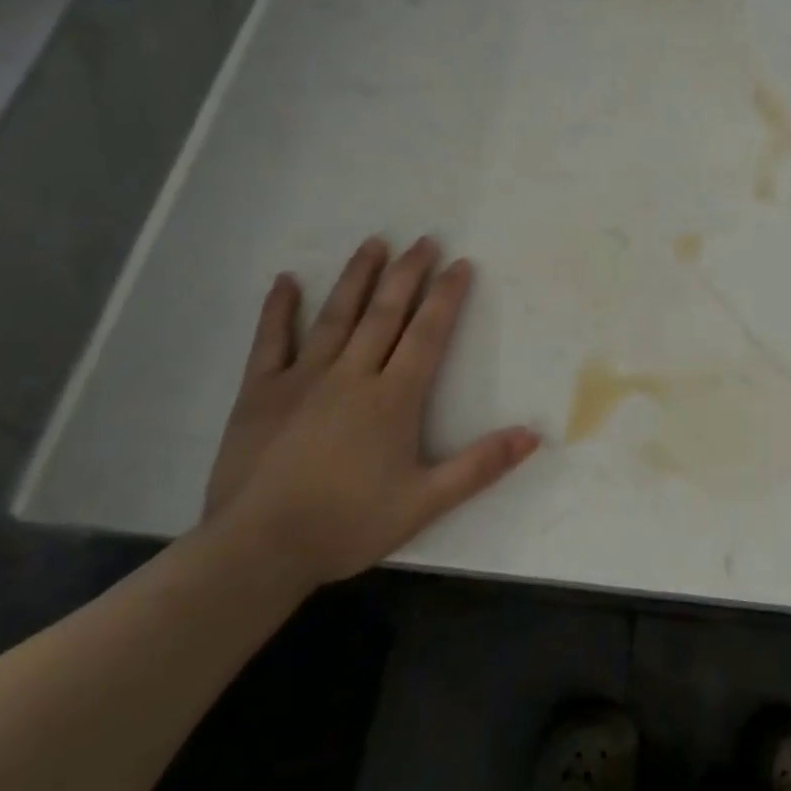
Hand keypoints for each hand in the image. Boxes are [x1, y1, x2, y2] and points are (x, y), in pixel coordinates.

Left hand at [204, 237, 540, 586]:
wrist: (257, 550)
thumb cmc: (347, 525)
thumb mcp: (425, 503)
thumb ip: (479, 466)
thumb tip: (533, 435)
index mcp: (393, 397)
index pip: (427, 333)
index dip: (446, 295)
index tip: (460, 263)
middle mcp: (351, 374)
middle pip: (385, 312)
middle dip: (408, 272)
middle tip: (424, 239)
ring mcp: (302, 378)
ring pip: (336, 315)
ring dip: (357, 276)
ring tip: (374, 242)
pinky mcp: (260, 391)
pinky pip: (270, 341)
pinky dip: (278, 309)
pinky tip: (286, 280)